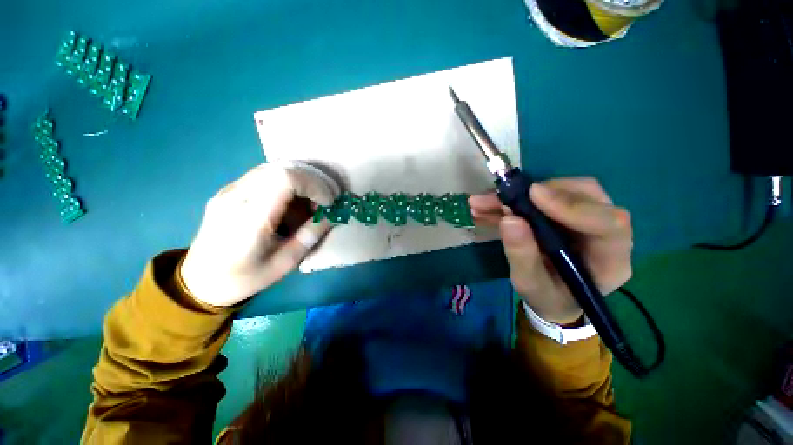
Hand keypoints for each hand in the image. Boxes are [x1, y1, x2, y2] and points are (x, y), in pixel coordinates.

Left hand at [180, 162, 339, 307]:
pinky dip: (288, 183)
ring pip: (274, 168)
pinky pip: (265, 175)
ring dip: (301, 181)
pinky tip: (293, 202)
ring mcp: (229, 190)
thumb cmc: (244, 278)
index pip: (285, 179)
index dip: (314, 185)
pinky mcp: (229, 190)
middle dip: (312, 181)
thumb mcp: (284, 264)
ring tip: (311, 202)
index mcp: (249, 220)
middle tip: (325, 201)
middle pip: (282, 168)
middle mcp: (236, 197)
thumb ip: (310, 236)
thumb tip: (333, 215)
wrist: (199, 281)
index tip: (328, 202)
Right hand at [469, 178, 632, 324]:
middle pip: (585, 195)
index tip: (532, 195)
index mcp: (609, 259)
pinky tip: (487, 206)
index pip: (608, 223)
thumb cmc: (548, 298)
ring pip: (561, 190)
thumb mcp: (531, 285)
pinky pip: (543, 196)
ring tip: (481, 203)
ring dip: (518, 194)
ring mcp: (587, 218)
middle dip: (540, 192)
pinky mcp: (566, 212)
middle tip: (501, 197)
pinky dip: (513, 198)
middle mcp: (605, 232)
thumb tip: (509, 219)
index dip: (572, 204)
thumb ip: (522, 256)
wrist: (553, 298)